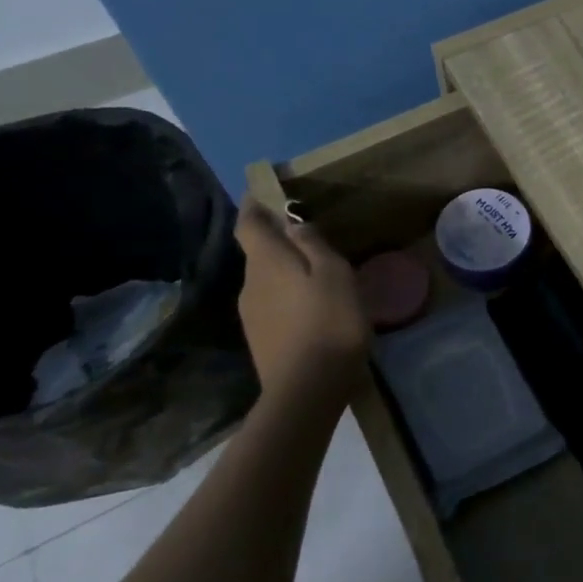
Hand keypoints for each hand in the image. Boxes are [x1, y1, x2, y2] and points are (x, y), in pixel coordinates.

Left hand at [234, 199, 370, 411]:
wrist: (307, 390)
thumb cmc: (328, 321)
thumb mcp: (333, 274)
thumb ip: (313, 245)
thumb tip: (293, 224)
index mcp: (266, 263)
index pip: (249, 225)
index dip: (253, 205)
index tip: (262, 191)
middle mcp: (251, 284)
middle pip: (259, 253)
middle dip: (277, 240)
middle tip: (308, 234)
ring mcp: (252, 315)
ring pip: (267, 280)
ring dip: (286, 270)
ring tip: (317, 272)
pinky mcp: (262, 340)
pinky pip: (273, 304)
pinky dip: (289, 295)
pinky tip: (313, 306)